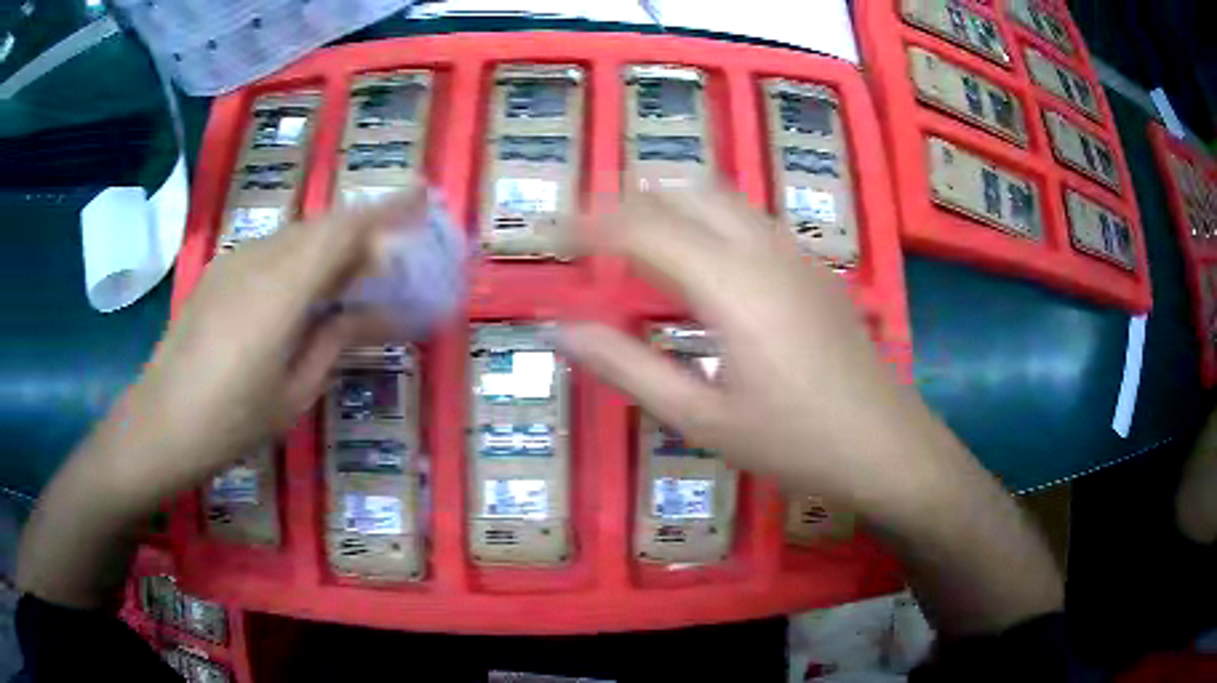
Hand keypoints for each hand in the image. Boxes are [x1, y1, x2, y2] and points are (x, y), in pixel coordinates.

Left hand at [121, 189, 425, 490]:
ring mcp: (235, 260)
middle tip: (393, 259)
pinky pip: (273, 250)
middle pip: (323, 226)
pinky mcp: (220, 271)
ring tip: (353, 277)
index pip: (345, 230)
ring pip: (297, 235)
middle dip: (364, 232)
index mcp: (284, 287)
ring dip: (332, 246)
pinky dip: (302, 257)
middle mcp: (260, 257)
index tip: (422, 200)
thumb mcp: (295, 391)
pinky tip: (304, 290)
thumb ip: (337, 339)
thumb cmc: (231, 420)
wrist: (159, 423)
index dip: (388, 211)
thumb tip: (378, 311)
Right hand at [561, 188, 952, 513]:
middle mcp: (762, 249)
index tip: (553, 233)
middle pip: (685, 191)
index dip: (590, 222)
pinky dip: (708, 221)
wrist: (887, 446)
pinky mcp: (814, 268)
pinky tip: (701, 264)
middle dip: (630, 199)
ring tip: (635, 240)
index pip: (642, 226)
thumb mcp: (701, 418)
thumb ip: (628, 368)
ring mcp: (794, 254)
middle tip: (591, 232)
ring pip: (722, 198)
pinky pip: (749, 220)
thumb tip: (563, 331)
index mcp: (729, 283)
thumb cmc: (794, 442)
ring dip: (671, 204)